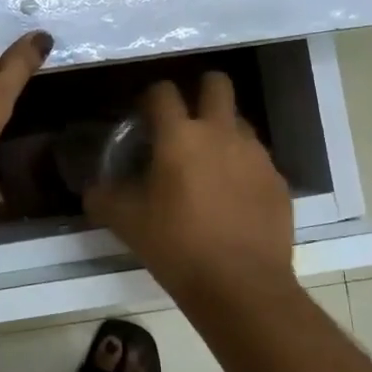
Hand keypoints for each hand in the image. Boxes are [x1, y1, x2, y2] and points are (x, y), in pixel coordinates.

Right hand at [85, 74, 295, 299]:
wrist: (241, 286)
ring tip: (210, 165)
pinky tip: (233, 198)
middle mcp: (221, 133)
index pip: (163, 92)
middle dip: (202, 91)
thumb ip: (104, 197)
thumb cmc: (176, 246)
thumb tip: (94, 189)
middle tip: (187, 120)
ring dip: (224, 131)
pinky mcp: (278, 180)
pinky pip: (258, 160)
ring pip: (240, 122)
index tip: (144, 115)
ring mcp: (256, 155)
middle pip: (217, 84)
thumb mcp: (126, 222)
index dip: (150, 97)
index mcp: (180, 136)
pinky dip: (243, 168)